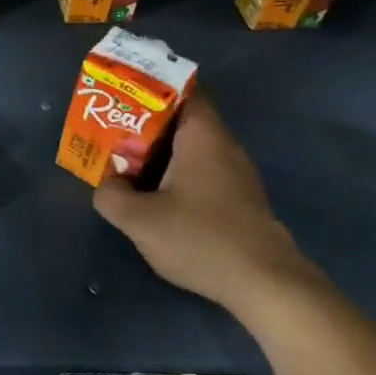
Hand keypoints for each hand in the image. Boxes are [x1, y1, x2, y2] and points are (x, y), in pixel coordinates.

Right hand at [92, 96, 316, 314]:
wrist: (265, 285)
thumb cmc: (200, 238)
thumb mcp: (138, 219)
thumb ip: (111, 195)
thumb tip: (110, 184)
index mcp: (203, 138)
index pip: (182, 92)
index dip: (149, 90)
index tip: (119, 99)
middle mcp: (224, 148)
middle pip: (182, 122)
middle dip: (145, 126)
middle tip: (111, 135)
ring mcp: (236, 176)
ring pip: (190, 151)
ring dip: (158, 155)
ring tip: (125, 166)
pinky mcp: (239, 201)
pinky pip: (201, 173)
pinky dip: (176, 176)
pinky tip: (155, 198)